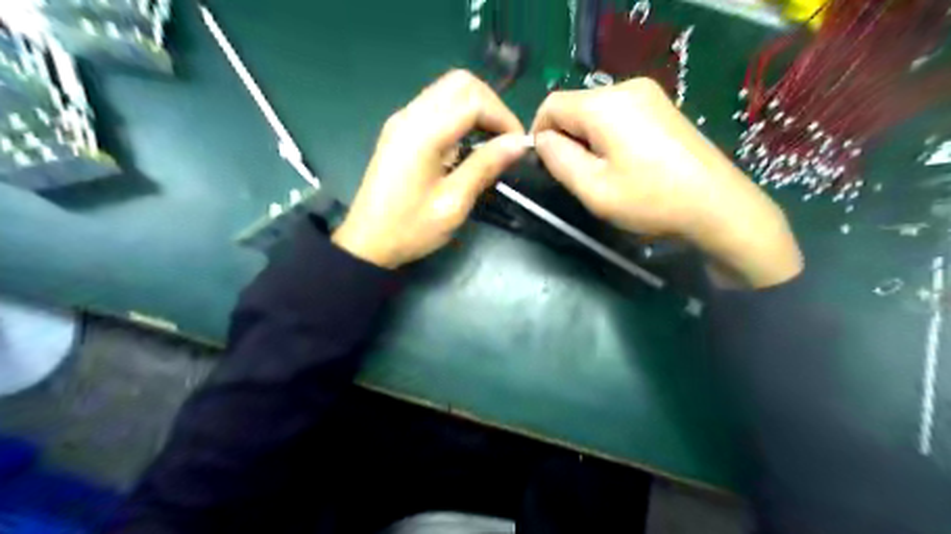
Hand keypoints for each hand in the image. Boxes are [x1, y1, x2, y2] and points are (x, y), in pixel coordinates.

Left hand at [333, 70, 527, 267]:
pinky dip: (459, 115)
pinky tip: (466, 144)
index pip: (473, 100)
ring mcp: (402, 120)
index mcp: (423, 133)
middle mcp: (410, 116)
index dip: (503, 117)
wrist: (367, 242)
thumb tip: (519, 143)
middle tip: (505, 139)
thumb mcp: (453, 203)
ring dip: (476, 108)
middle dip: (491, 105)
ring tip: (491, 143)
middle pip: (460, 83)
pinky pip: (436, 106)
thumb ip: (485, 166)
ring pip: (448, 90)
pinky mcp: (399, 130)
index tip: (517, 145)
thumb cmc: (410, 228)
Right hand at [533, 77, 796, 289]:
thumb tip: (542, 139)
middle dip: (565, 137)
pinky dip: (607, 134)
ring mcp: (648, 94)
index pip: (551, 105)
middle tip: (577, 175)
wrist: (717, 205)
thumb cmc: (650, 200)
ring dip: (586, 138)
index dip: (539, 133)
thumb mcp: (593, 188)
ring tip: (602, 172)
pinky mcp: (662, 106)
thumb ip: (558, 159)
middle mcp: (626, 87)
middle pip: (574, 105)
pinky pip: (618, 113)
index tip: (545, 165)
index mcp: (605, 105)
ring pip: (595, 110)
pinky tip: (624, 161)